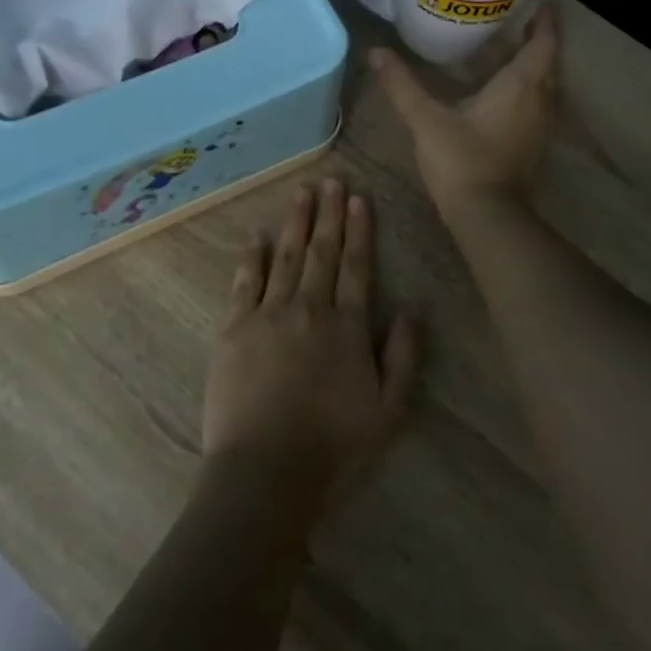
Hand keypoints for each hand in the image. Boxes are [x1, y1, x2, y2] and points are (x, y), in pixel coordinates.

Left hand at [202, 180, 420, 515]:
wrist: (266, 470)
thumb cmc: (334, 444)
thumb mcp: (389, 409)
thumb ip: (405, 355)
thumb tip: (416, 307)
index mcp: (348, 326)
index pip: (357, 267)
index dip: (359, 231)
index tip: (358, 199)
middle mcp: (310, 309)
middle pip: (322, 252)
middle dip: (328, 214)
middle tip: (331, 180)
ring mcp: (268, 315)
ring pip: (285, 257)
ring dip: (295, 223)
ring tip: (302, 193)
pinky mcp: (234, 330)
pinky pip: (244, 283)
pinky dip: (251, 257)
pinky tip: (256, 235)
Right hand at [370, 6, 561, 217]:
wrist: (487, 216)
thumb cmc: (461, 160)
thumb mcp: (426, 119)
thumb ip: (402, 85)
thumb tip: (376, 52)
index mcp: (521, 84)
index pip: (543, 42)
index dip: (546, 21)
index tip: (543, 1)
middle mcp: (540, 100)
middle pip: (549, 62)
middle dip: (539, 40)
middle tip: (522, 21)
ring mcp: (541, 126)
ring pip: (547, 86)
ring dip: (536, 67)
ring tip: (514, 52)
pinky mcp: (535, 147)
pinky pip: (539, 106)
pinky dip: (529, 91)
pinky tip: (507, 94)